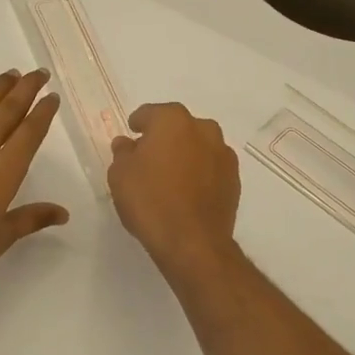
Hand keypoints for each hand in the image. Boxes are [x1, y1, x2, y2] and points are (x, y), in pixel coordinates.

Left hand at [0, 69, 68, 305]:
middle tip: (39, 73)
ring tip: (11, 74)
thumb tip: (63, 213)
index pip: (30, 132)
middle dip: (26, 89)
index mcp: (5, 170)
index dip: (44, 112)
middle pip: (8, 110)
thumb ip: (32, 218)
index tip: (52, 96)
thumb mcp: (2, 237)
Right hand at [108, 103, 240, 278]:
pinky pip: (210, 168)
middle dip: (164, 138)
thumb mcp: (120, 175)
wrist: (192, 242)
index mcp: (173, 120)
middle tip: (149, 158)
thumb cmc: (150, 201)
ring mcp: (223, 154)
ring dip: (185, 154)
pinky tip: (187, 192)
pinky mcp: (234, 179)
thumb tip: (127, 144)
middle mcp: (203, 129)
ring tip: (169, 177)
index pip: (150, 113)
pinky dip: (199, 173)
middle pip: (178, 127)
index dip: (138, 123)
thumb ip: (123, 152)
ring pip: (198, 146)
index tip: (132, 134)